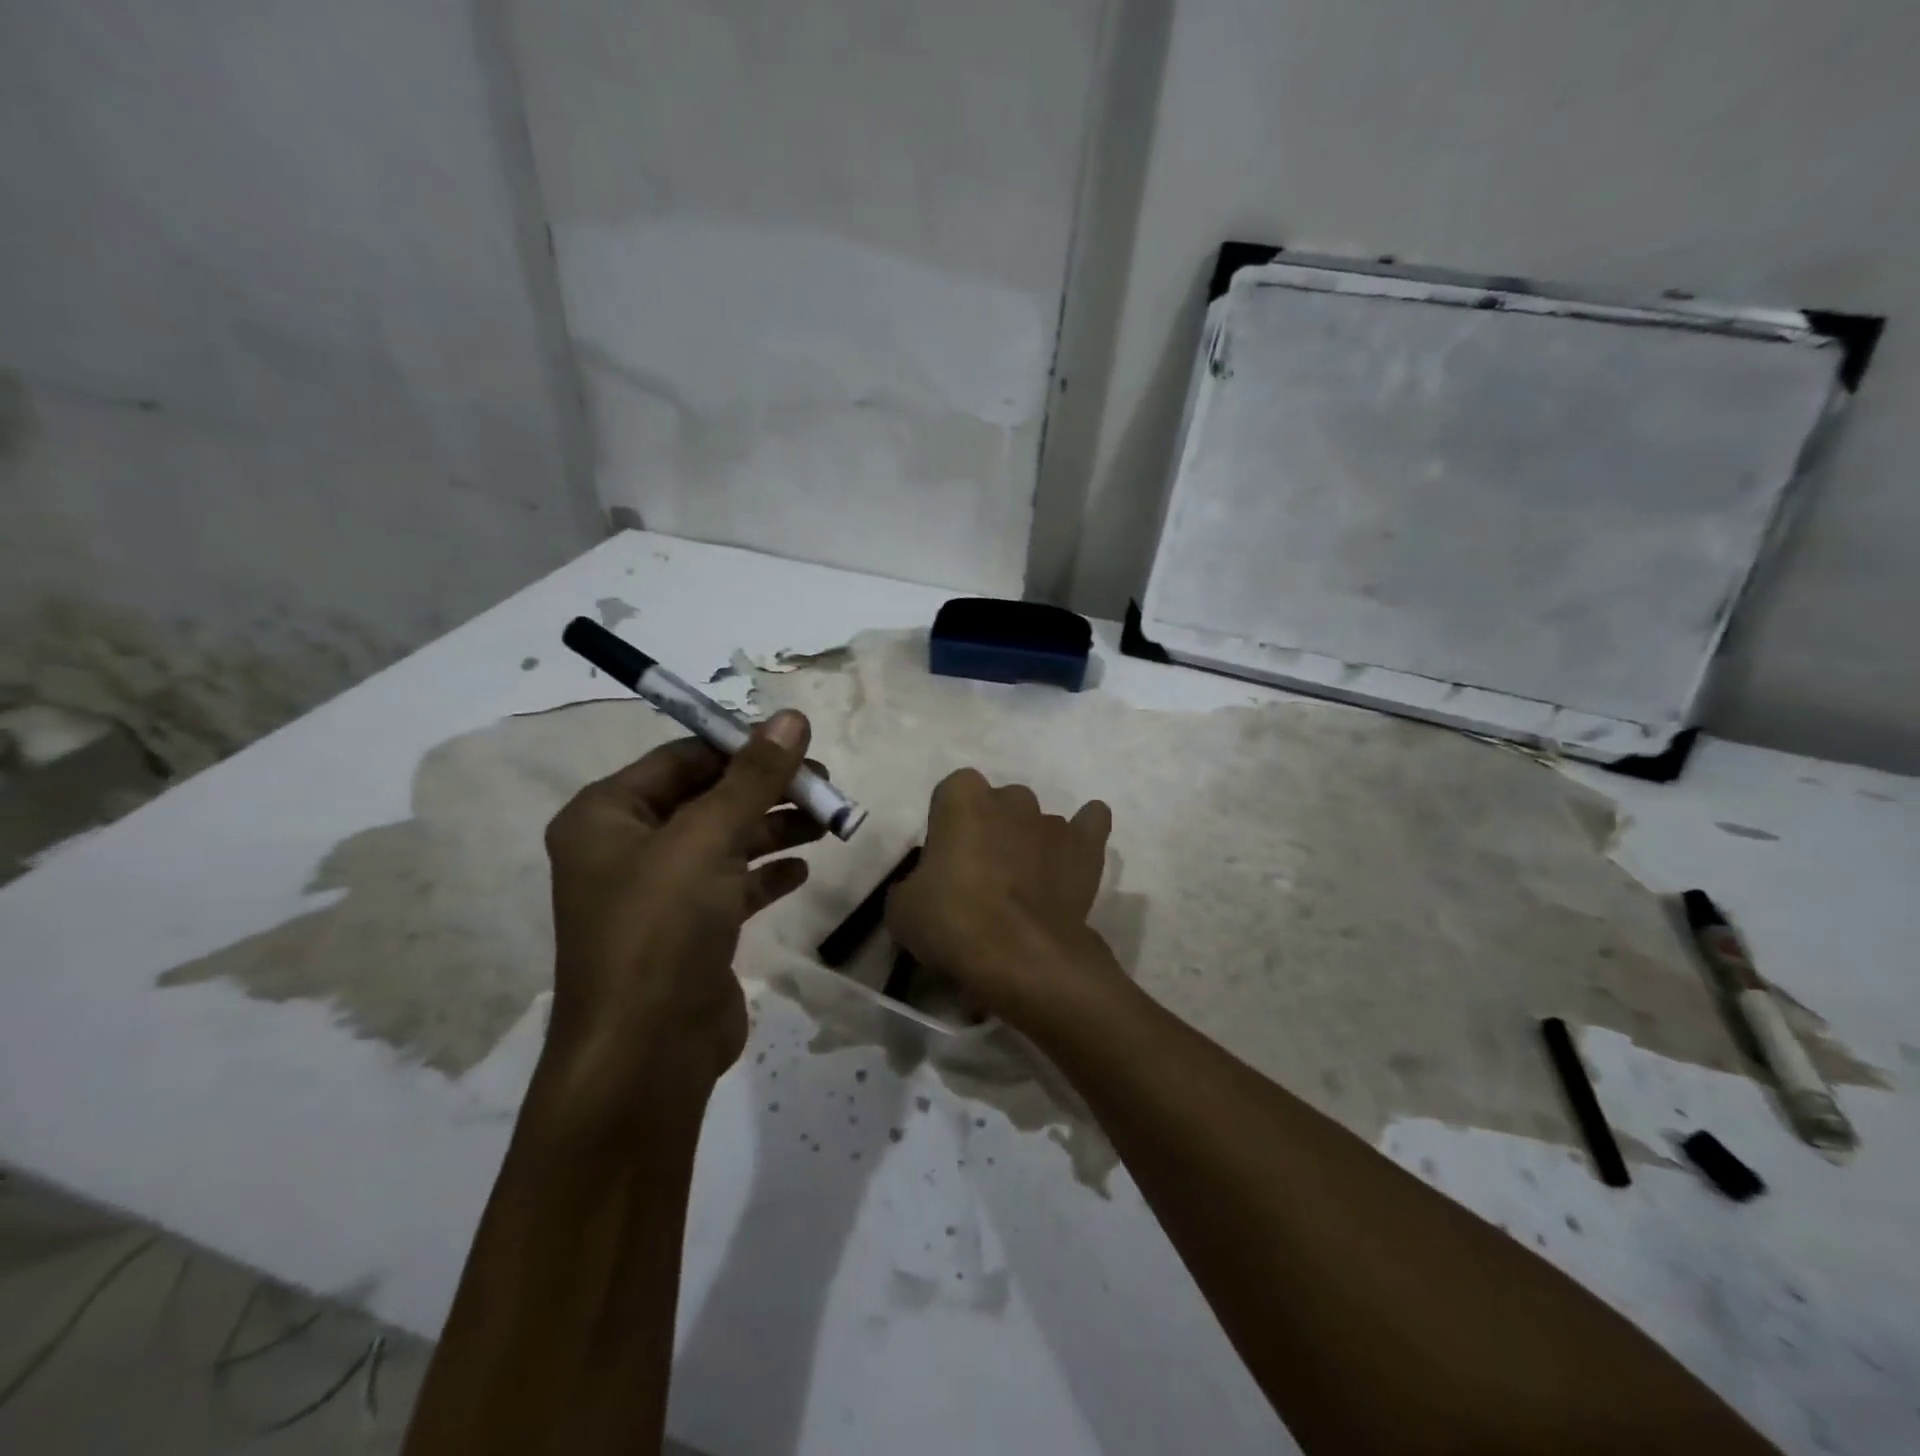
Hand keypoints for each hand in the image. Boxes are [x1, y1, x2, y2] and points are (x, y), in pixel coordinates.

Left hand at [540, 710, 820, 1116]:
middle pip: (707, 798)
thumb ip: (753, 776)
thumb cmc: (662, 929)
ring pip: (725, 841)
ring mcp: (657, 892)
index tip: (798, 744)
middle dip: (767, 789)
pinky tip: (803, 868)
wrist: (646, 1055)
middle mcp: (625, 848)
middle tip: (825, 786)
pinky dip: (767, 872)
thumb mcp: (708, 839)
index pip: (681, 758)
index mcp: (606, 815)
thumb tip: (792, 716)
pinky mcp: (688, 931)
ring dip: (775, 827)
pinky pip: (732, 885)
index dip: (740, 746)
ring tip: (828, 821)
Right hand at [886, 768, 1117, 1029]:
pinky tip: (1073, 854)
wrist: (1020, 957)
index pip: (950, 794)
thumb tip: (924, 890)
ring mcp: (1052, 821)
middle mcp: (1010, 798)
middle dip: (989, 831)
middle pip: (997, 804)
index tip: (942, 862)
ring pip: (1037, 821)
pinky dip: (1083, 833)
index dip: (946, 826)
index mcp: (962, 797)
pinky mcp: (1086, 848)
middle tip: (979, 877)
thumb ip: (913, 884)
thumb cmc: (953, 922)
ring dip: (1028, 844)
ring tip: (1022, 889)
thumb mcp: (902, 908)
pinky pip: (1090, 824)